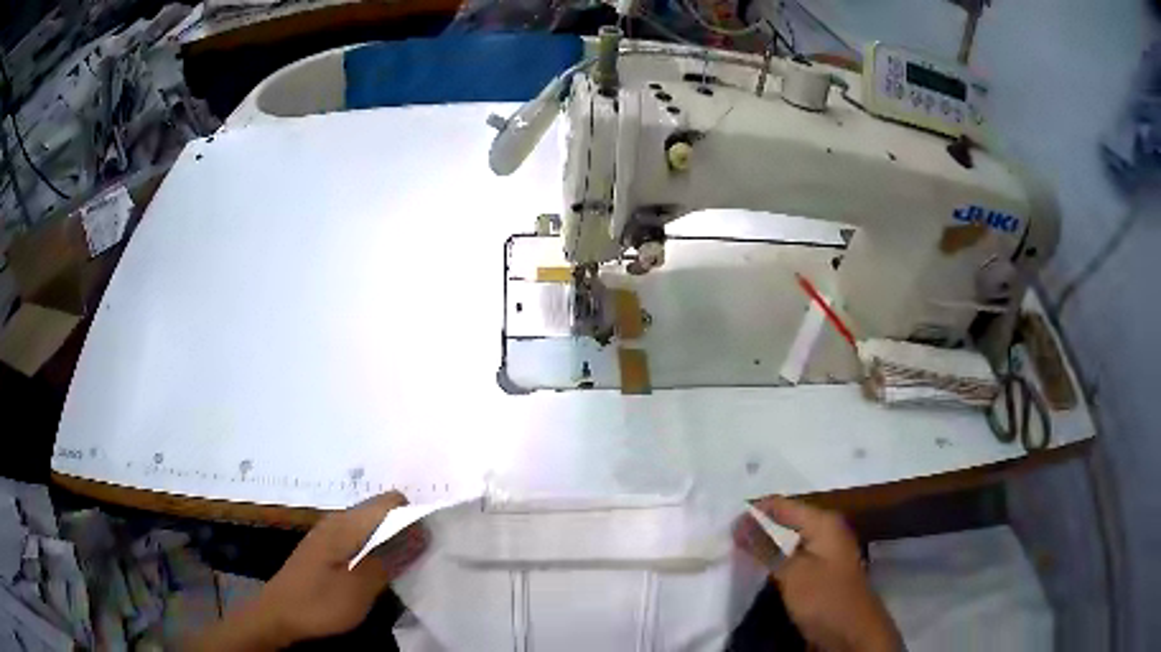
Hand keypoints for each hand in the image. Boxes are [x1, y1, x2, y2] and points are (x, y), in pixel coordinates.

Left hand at [188, 491, 427, 650]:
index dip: (415, 516)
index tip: (432, 543)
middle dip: (407, 530)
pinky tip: (381, 574)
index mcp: (347, 524)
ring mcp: (331, 534)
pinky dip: (377, 551)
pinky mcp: (327, 549)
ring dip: (393, 543)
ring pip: (373, 527)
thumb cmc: (319, 602)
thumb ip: (391, 558)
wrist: (278, 616)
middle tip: (423, 560)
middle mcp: (339, 521)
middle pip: (383, 512)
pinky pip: (361, 539)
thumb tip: (422, 531)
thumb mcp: (360, 587)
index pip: (391, 501)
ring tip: (408, 569)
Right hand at [734, 496, 902, 651]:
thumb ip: (765, 546)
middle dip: (756, 528)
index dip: (753, 511)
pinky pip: (791, 559)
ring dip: (763, 547)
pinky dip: (773, 562)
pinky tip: (754, 570)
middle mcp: (825, 531)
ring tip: (732, 552)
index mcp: (823, 523)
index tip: (721, 523)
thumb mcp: (792, 572)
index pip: (781, 505)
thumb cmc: (825, 598)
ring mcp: (824, 553)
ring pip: (786, 542)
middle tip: (722, 537)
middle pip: (784, 521)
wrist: (852, 634)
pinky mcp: (819, 574)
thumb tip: (738, 520)